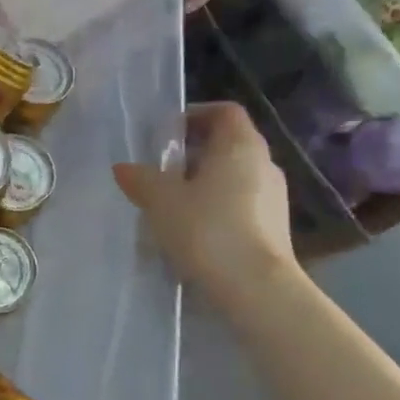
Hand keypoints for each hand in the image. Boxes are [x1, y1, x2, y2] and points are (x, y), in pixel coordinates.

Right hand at [113, 102, 295, 305]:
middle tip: (160, 170)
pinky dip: (217, 207)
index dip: (194, 114)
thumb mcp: (160, 200)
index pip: (224, 111)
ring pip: (233, 176)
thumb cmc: (207, 229)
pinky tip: (192, 230)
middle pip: (228, 143)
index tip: (166, 133)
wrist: (255, 288)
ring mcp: (274, 197)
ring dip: (203, 182)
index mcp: (240, 145)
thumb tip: (124, 168)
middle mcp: (264, 164)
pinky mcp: (275, 228)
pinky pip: (241, 204)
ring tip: (171, 203)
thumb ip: (140, 178)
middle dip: (193, 152)